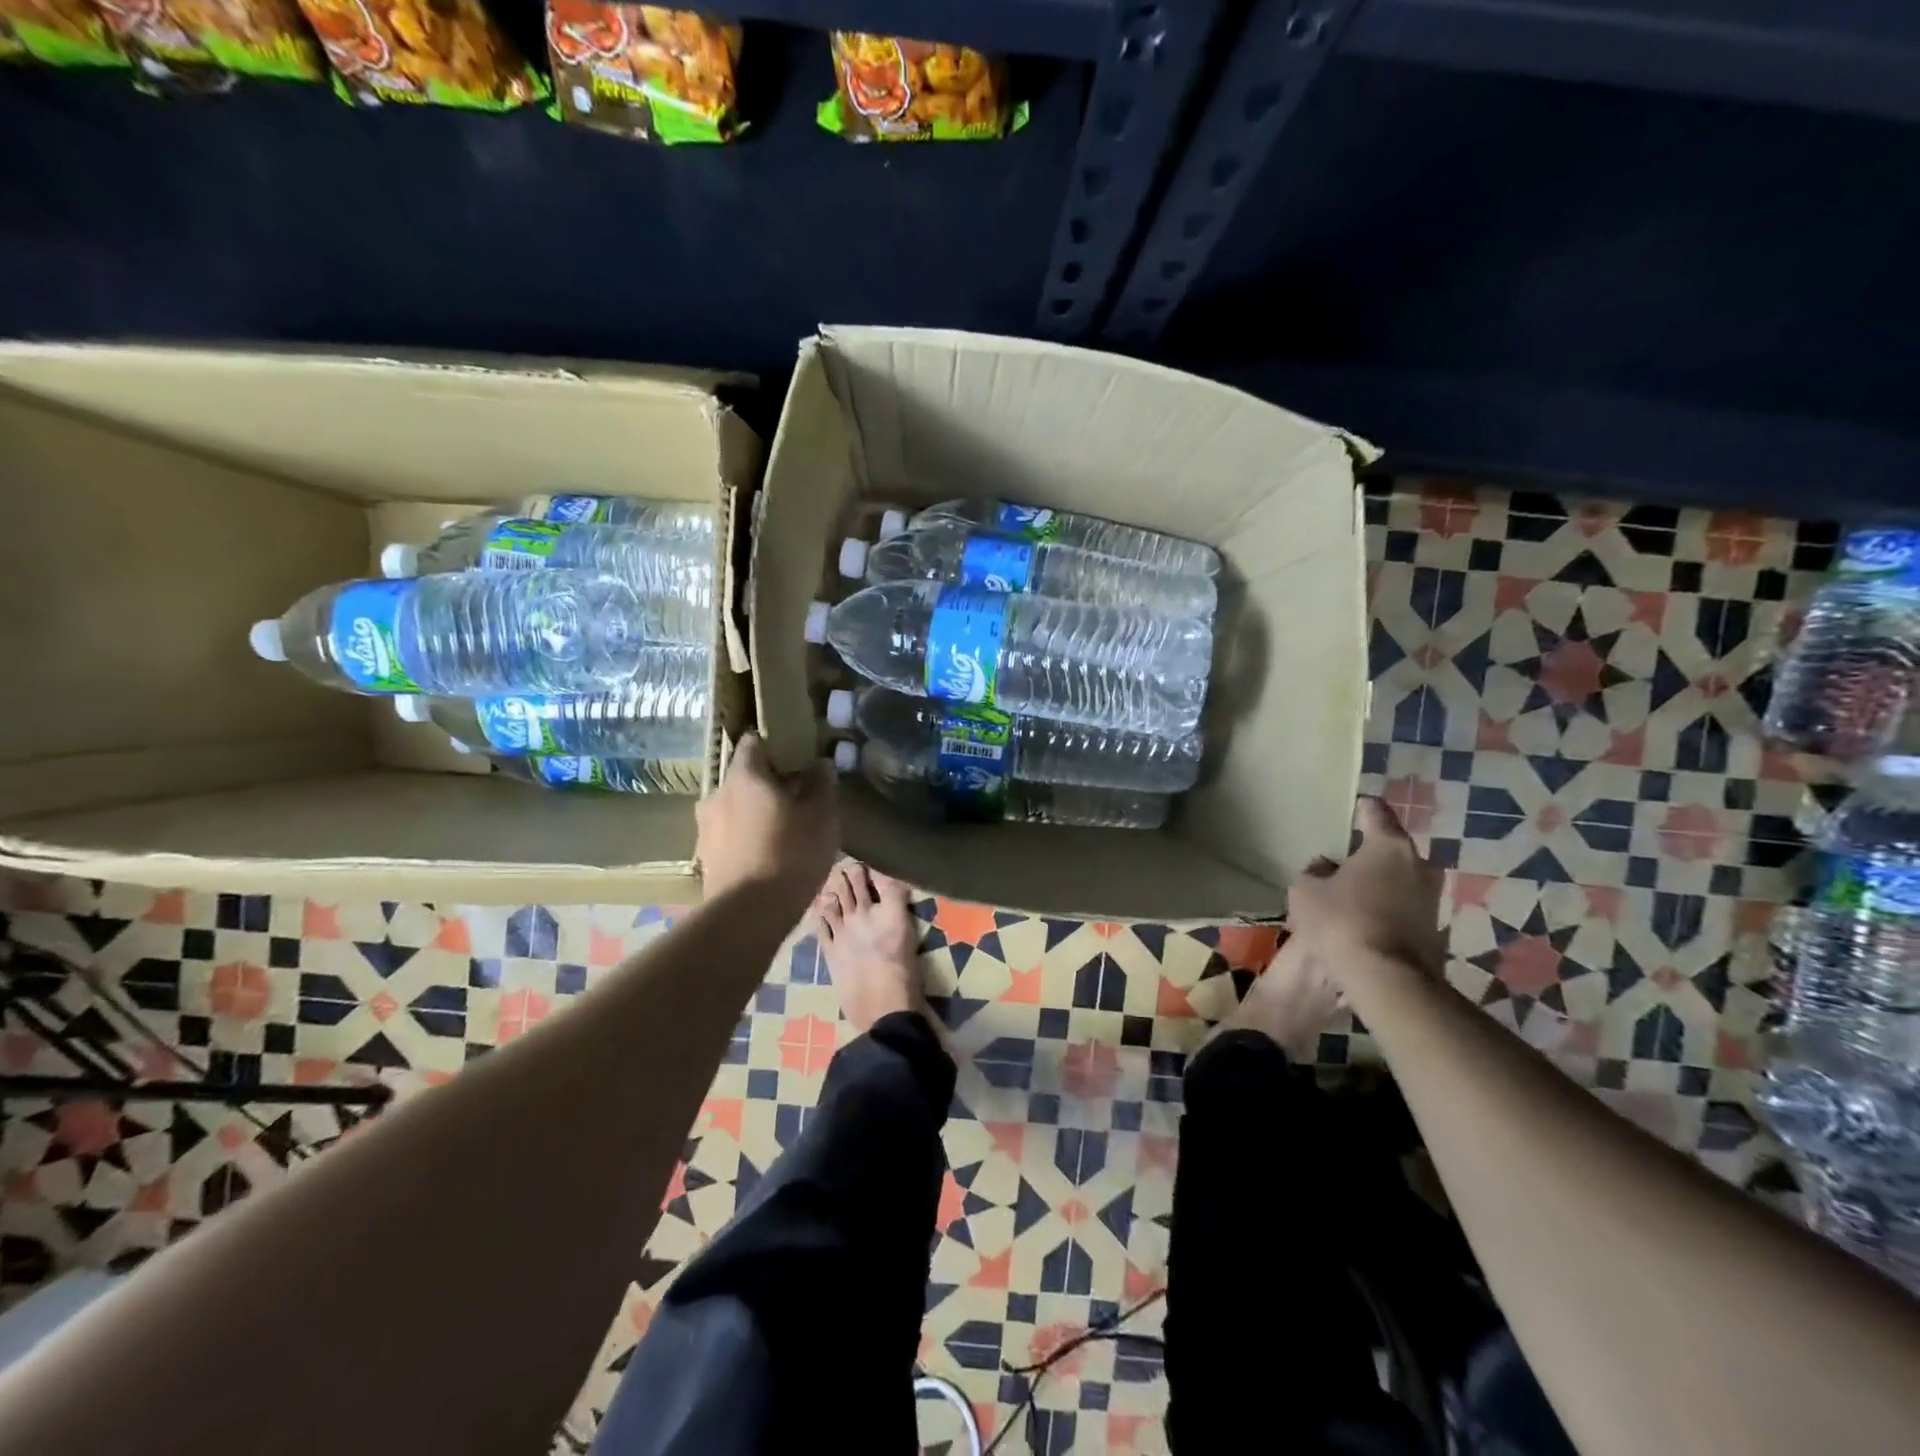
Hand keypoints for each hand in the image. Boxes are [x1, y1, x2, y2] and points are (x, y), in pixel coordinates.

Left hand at [696, 734, 837, 907]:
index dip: (777, 745)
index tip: (799, 758)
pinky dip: (746, 838)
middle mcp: (717, 795)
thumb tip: (819, 763)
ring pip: (735, 808)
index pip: (754, 742)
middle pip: (744, 777)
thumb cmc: (790, 854)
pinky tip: (767, 855)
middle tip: (797, 798)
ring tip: (783, 830)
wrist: (748, 915)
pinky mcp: (706, 859)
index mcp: (744, 776)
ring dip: (755, 812)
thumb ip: (821, 784)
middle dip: (768, 783)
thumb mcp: (821, 816)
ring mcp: (706, 829)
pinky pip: (729, 836)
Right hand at [1288, 798, 1445, 983]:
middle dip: (1369, 854)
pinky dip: (1386, 909)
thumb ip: (1314, 873)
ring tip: (1350, 896)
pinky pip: (1404, 908)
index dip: (1362, 809)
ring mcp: (1432, 899)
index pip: (1375, 813)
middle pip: (1390, 849)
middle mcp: (1419, 865)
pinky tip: (1363, 922)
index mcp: (1388, 846)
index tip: (1354, 807)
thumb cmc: (1341, 921)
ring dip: (1379, 884)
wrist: (1386, 979)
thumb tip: (1326, 869)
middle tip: (1343, 863)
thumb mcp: (1305, 891)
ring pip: (1399, 880)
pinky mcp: (1435, 929)